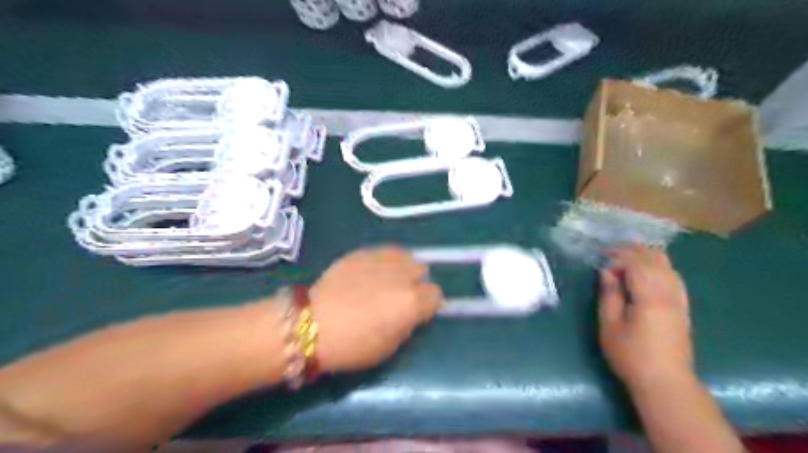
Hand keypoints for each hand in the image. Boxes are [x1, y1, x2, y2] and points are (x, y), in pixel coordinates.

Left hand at [309, 246, 441, 372]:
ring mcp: (381, 260)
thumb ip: (408, 323)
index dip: (427, 305)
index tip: (416, 312)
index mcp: (412, 302)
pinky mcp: (361, 253)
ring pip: (405, 256)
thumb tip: (412, 312)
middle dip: (416, 282)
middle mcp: (402, 275)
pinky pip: (383, 252)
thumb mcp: (390, 346)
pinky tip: (369, 273)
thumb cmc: (352, 345)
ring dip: (402, 268)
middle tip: (400, 295)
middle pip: (422, 269)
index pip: (436, 294)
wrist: (310, 325)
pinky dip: (383, 261)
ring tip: (387, 280)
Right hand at [598, 244, 694, 388]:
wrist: (665, 382)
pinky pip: (675, 278)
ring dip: (647, 256)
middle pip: (655, 260)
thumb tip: (607, 272)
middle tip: (611, 251)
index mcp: (650, 297)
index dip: (618, 256)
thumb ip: (609, 295)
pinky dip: (660, 267)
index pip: (636, 263)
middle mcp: (669, 294)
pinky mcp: (683, 308)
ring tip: (628, 255)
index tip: (601, 258)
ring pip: (668, 267)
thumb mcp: (610, 325)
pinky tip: (650, 270)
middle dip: (633, 251)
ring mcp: (679, 300)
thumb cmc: (631, 355)